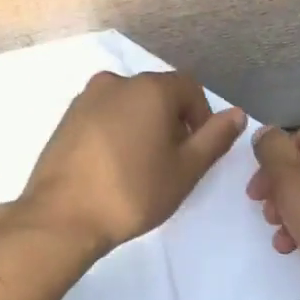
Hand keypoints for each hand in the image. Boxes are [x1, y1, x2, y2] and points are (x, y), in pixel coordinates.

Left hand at [19, 70, 245, 254]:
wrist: (62, 216)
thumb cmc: (133, 193)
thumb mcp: (185, 170)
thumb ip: (214, 138)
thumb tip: (237, 113)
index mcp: (150, 88)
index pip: (190, 89)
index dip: (201, 119)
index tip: (195, 153)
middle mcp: (116, 82)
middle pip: (158, 95)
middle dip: (171, 123)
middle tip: (170, 164)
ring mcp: (86, 98)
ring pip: (129, 106)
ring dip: (143, 128)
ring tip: (140, 168)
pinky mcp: (66, 119)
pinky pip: (104, 117)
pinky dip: (116, 133)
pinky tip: (112, 167)